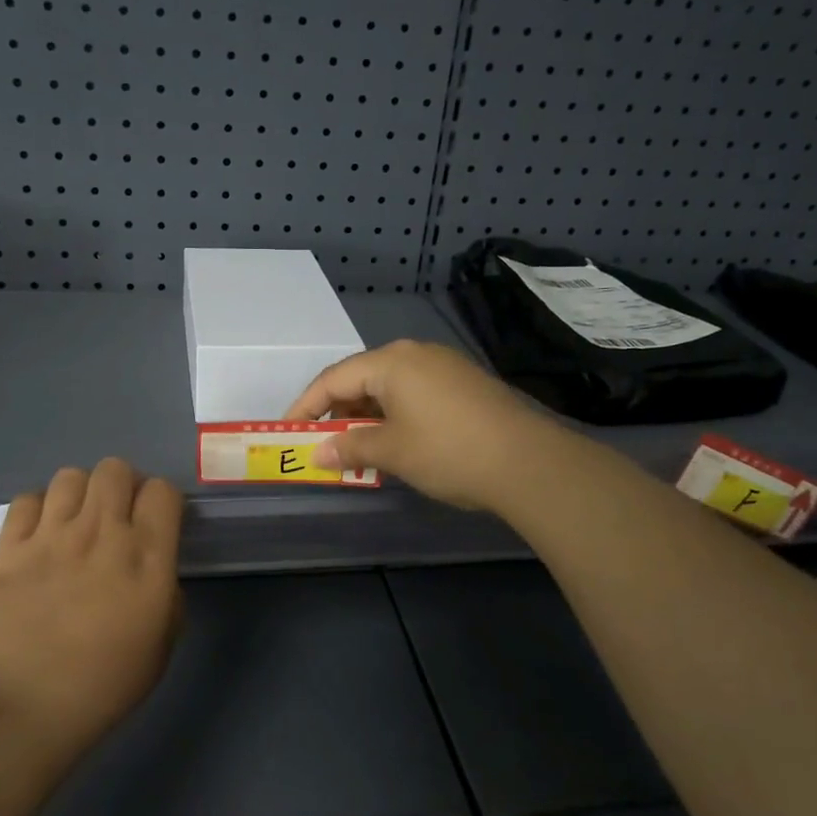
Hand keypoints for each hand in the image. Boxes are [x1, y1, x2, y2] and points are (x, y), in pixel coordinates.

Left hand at [0, 458, 184, 757]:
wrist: (26, 705)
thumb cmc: (105, 684)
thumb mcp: (162, 645)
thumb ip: (167, 597)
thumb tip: (156, 575)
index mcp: (147, 556)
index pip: (162, 491)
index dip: (162, 499)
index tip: (157, 521)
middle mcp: (102, 533)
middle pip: (115, 469)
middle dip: (122, 485)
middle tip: (117, 516)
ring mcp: (52, 536)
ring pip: (70, 476)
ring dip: (80, 493)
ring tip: (76, 522)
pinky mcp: (10, 548)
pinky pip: (26, 500)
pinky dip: (38, 509)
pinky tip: (39, 534)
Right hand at [284, 340, 565, 512]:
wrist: (528, 462)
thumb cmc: (447, 451)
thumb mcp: (392, 451)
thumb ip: (349, 446)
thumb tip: (318, 453)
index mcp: (391, 361)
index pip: (332, 379)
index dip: (305, 406)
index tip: (288, 432)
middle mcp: (415, 353)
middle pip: (360, 378)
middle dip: (337, 412)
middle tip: (322, 444)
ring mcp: (443, 366)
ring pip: (388, 387)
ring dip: (366, 417)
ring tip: (355, 450)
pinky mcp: (463, 384)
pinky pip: (413, 394)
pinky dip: (393, 416)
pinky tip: (393, 443)